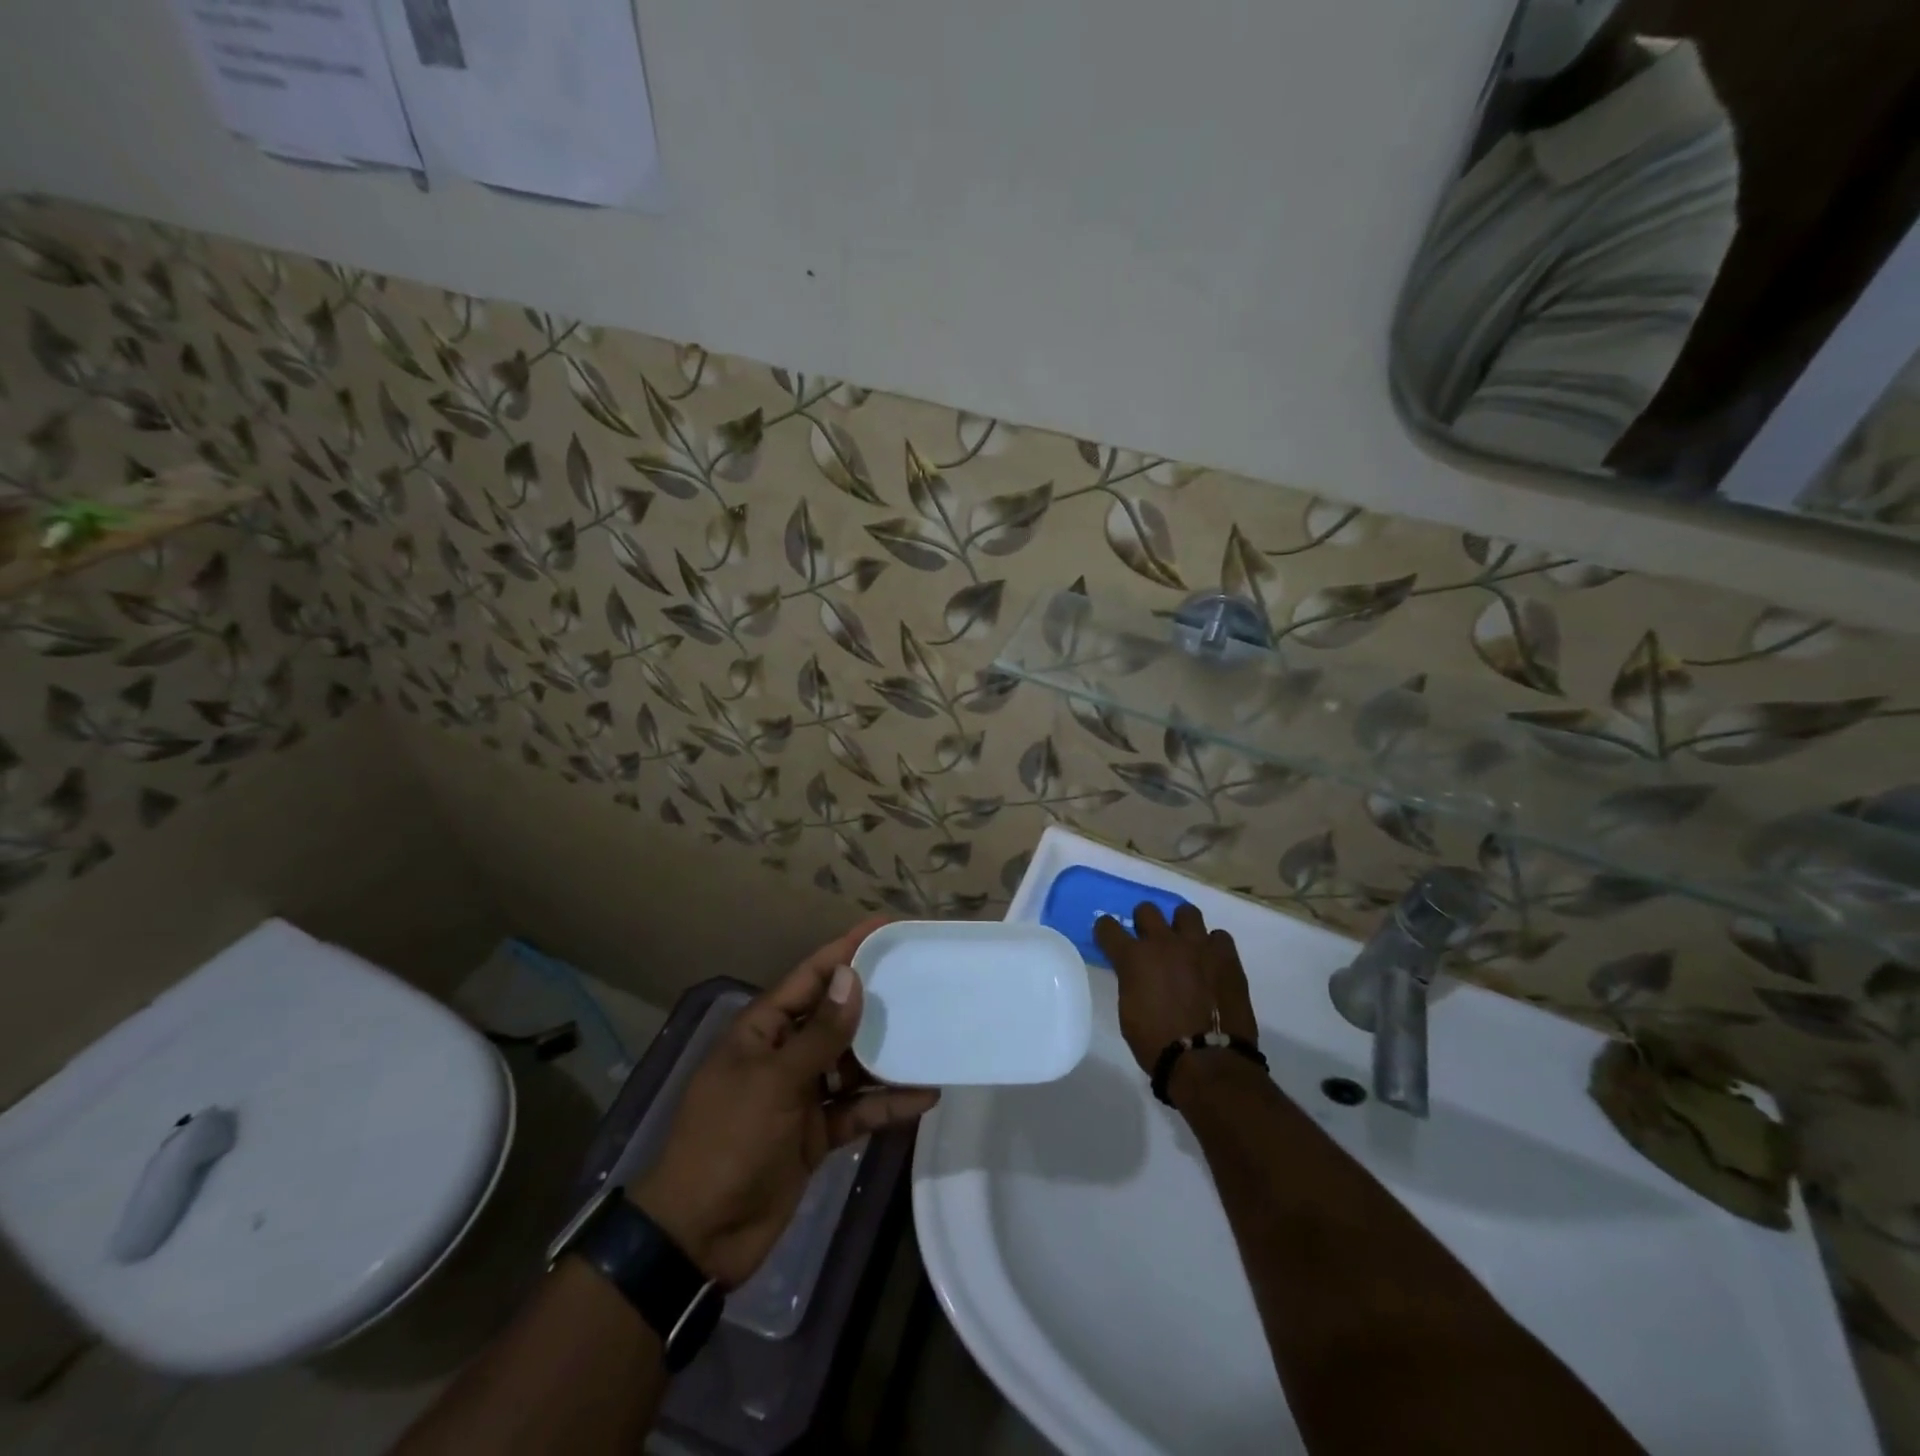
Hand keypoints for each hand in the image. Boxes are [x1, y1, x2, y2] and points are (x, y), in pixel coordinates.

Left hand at [626, 918, 937, 1289]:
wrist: (699, 1237)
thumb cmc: (729, 1141)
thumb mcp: (774, 1081)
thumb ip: (819, 1033)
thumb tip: (851, 978)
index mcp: (763, 1030)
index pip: (810, 977)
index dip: (845, 950)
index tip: (884, 928)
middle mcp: (784, 1054)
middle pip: (836, 1017)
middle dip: (874, 1001)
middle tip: (922, 980)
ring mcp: (801, 1095)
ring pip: (852, 1063)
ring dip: (887, 1055)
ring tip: (931, 1036)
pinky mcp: (816, 1133)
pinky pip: (858, 1109)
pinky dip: (887, 1103)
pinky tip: (924, 1095)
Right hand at [1094, 903, 1258, 1091]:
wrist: (1208, 1062)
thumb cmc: (1158, 1044)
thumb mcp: (1129, 1011)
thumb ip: (1131, 981)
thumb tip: (1137, 973)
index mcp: (1133, 957)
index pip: (1107, 926)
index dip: (1106, 931)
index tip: (1110, 939)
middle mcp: (1163, 942)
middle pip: (1147, 909)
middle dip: (1145, 923)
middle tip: (1150, 943)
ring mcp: (1198, 945)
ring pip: (1186, 912)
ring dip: (1181, 927)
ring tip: (1185, 946)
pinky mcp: (1226, 956)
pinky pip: (1218, 937)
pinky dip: (1212, 947)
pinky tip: (1212, 964)